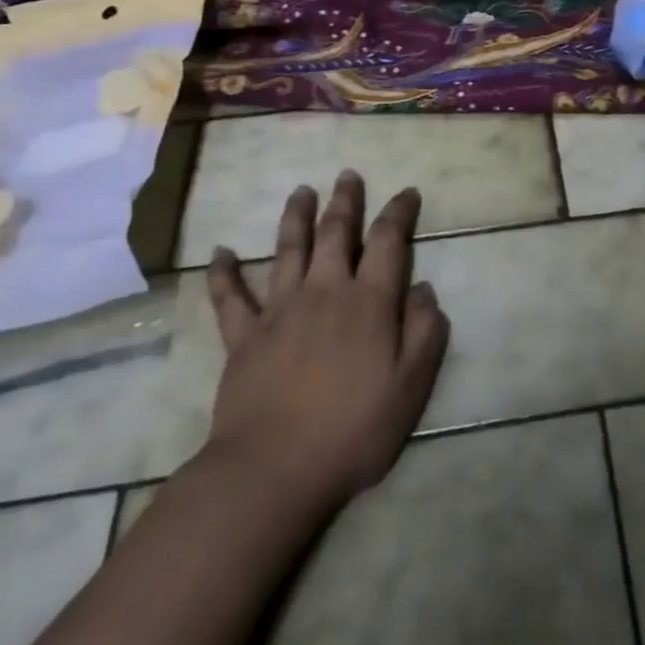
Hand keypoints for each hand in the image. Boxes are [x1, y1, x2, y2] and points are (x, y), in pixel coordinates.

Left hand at [202, 171, 448, 510]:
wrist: (274, 469)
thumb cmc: (354, 429)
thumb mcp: (411, 385)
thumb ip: (425, 332)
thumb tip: (423, 289)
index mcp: (368, 302)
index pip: (388, 242)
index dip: (399, 212)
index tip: (407, 192)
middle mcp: (324, 292)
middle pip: (335, 234)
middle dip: (345, 201)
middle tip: (348, 175)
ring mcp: (279, 311)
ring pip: (288, 250)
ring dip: (295, 217)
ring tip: (301, 190)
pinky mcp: (243, 337)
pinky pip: (230, 298)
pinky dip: (223, 273)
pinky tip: (220, 252)